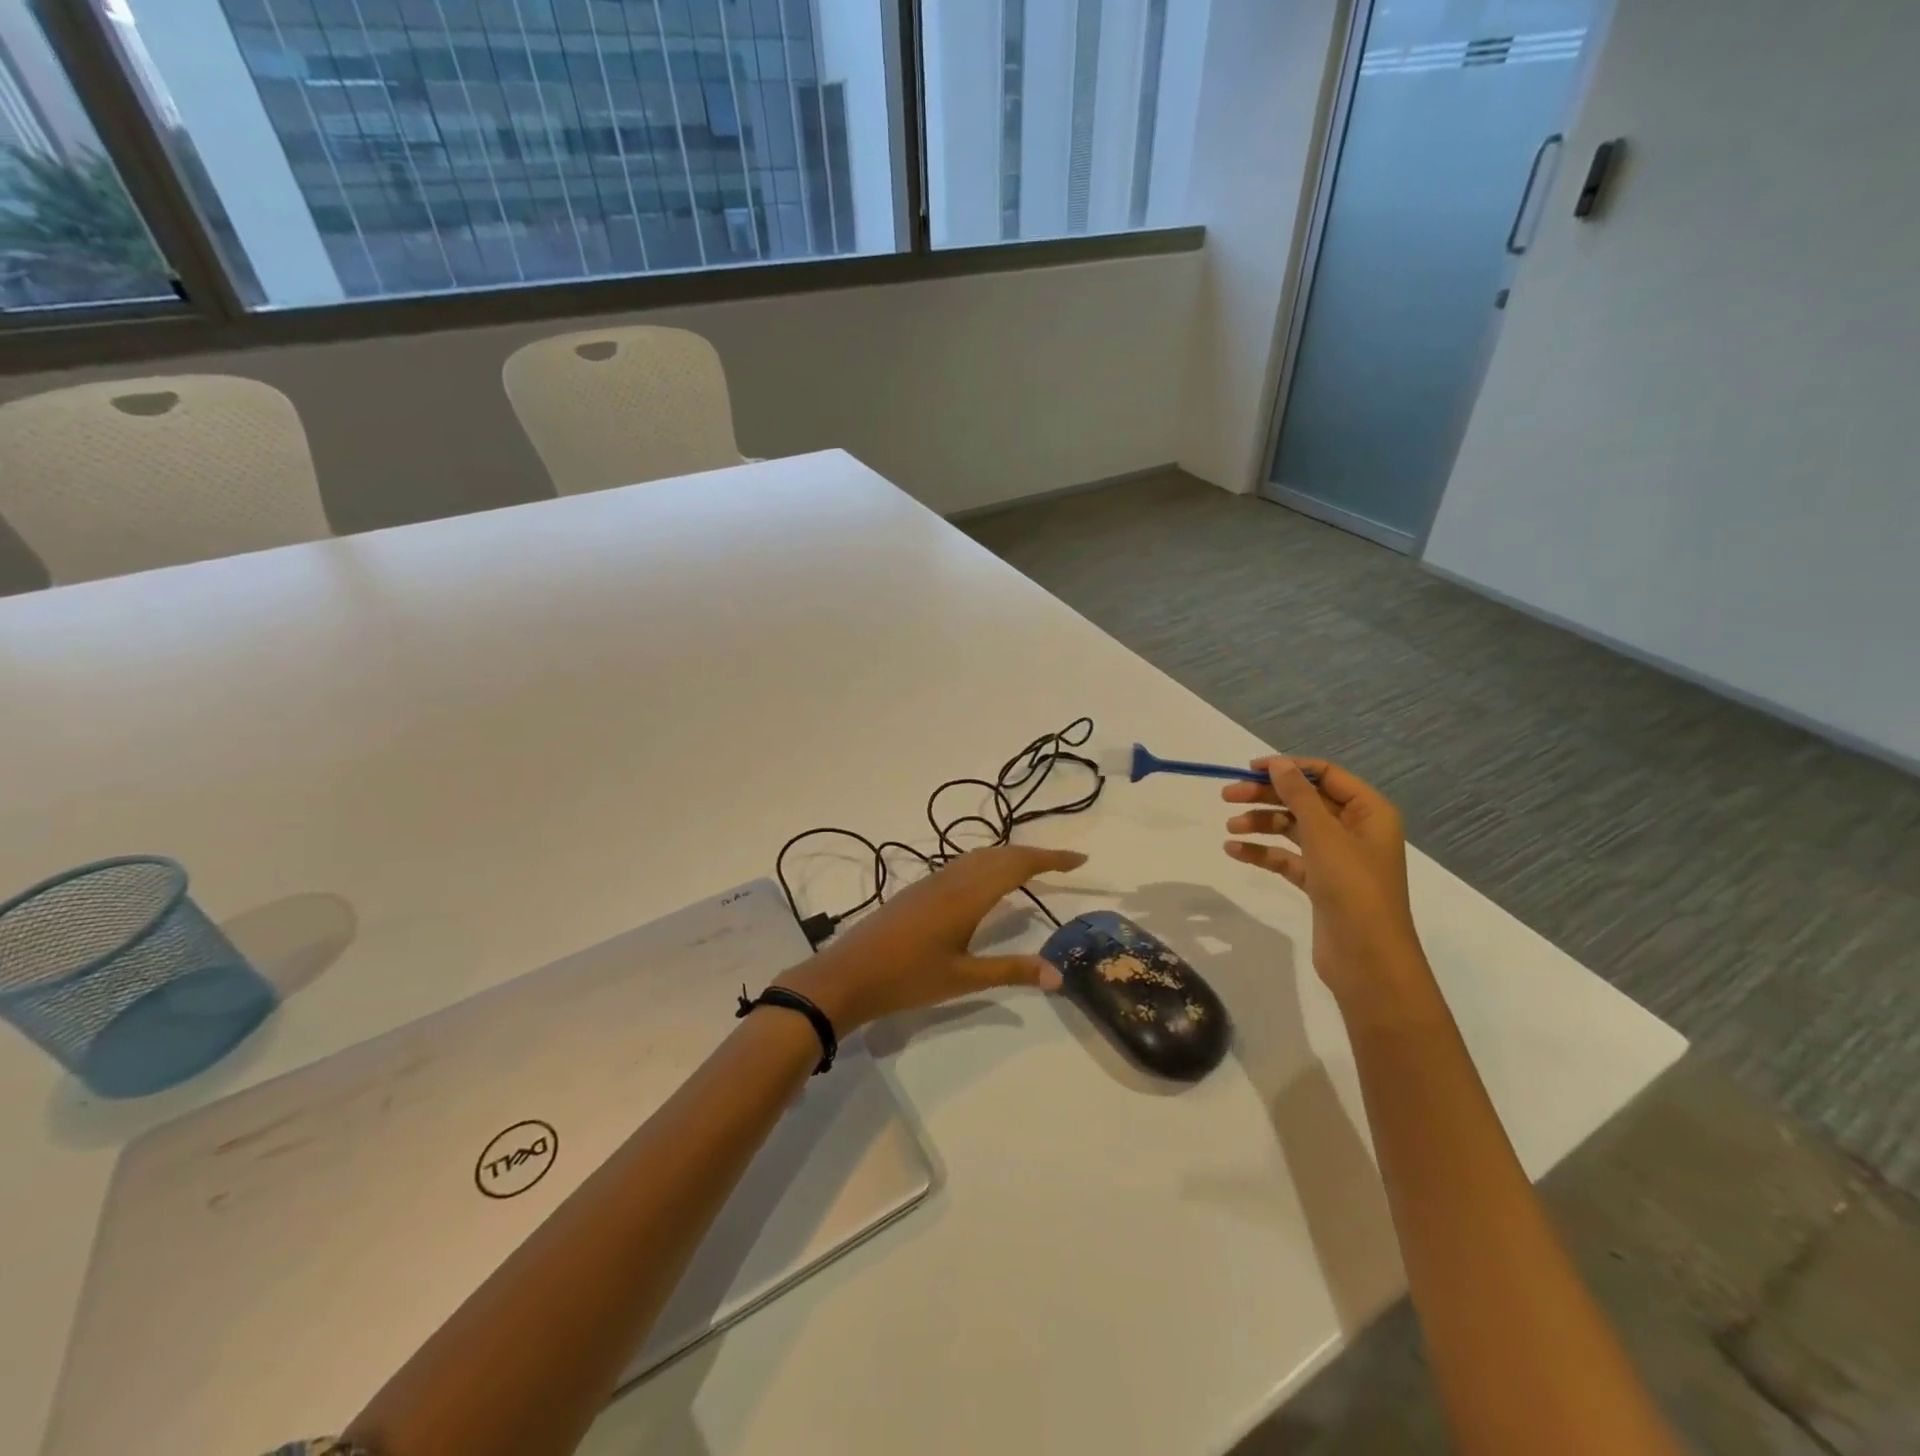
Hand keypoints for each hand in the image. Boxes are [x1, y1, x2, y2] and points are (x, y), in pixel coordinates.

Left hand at [775, 844, 1087, 1031]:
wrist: (847, 975)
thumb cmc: (907, 978)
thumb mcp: (964, 979)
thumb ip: (1012, 971)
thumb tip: (1060, 975)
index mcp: (968, 895)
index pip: (1018, 865)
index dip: (1050, 859)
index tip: (1080, 860)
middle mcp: (952, 878)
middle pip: (1000, 854)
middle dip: (1034, 855)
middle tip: (1062, 865)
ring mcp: (932, 881)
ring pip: (979, 856)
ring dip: (1009, 856)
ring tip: (1032, 869)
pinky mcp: (918, 889)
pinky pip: (962, 865)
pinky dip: (987, 864)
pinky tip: (987, 884)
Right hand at [1221, 756, 1430, 1010]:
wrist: (1368, 959)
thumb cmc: (1353, 888)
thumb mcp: (1324, 835)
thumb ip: (1298, 796)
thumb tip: (1278, 764)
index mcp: (1369, 812)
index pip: (1326, 775)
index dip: (1289, 768)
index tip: (1250, 769)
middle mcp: (1355, 830)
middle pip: (1305, 801)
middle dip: (1267, 796)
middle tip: (1227, 796)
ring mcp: (1338, 859)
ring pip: (1293, 829)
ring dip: (1261, 824)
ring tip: (1230, 828)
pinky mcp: (1320, 884)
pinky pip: (1287, 858)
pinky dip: (1263, 853)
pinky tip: (1234, 851)